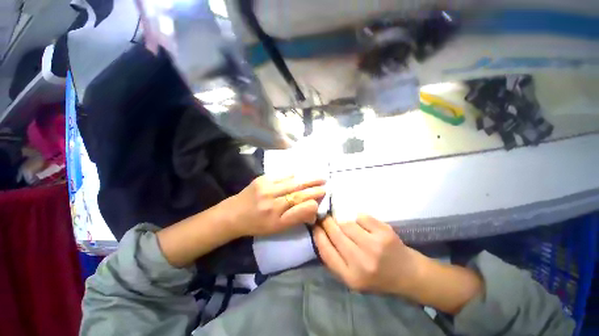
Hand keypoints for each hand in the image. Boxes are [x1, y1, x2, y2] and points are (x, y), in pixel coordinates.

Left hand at [228, 175, 325, 236]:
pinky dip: (292, 174)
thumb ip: (296, 218)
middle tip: (325, 181)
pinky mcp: (261, 179)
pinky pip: (281, 175)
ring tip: (317, 176)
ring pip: (291, 181)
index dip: (314, 198)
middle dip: (313, 186)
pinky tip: (299, 174)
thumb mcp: (278, 228)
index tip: (324, 193)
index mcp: (276, 216)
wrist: (234, 214)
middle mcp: (272, 200)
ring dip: (306, 178)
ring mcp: (266, 187)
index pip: (300, 204)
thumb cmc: (258, 224)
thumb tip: (312, 208)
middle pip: (297, 190)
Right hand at [315, 215, 482, 313]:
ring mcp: (374, 246)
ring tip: (350, 227)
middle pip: (335, 233)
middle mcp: (361, 262)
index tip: (315, 225)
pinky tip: (365, 226)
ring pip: (347, 223)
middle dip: (327, 222)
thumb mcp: (353, 278)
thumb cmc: (377, 277)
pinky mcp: (384, 233)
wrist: (409, 275)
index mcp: (350, 277)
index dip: (318, 234)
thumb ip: (335, 260)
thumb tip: (320, 234)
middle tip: (326, 218)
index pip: (325, 251)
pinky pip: (361, 217)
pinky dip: (360, 219)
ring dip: (345, 222)